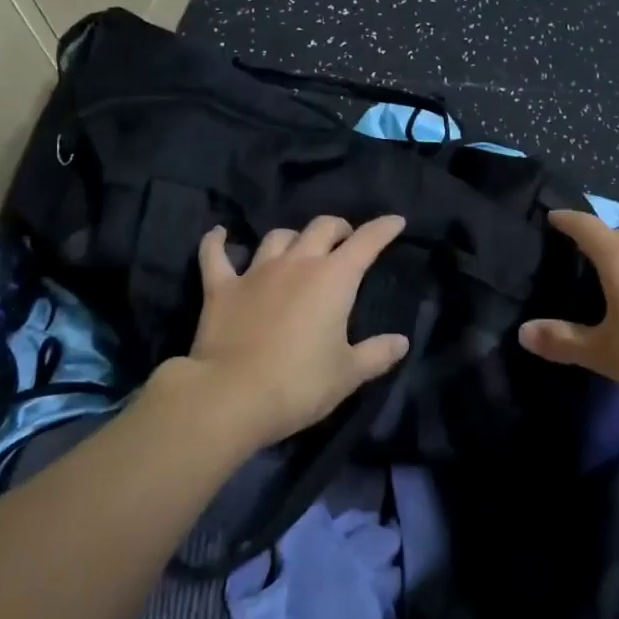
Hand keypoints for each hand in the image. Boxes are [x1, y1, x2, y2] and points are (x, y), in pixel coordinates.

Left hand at [177, 214, 411, 450]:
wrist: (231, 397)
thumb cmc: (299, 385)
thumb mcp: (348, 375)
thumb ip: (377, 354)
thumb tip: (402, 342)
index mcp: (334, 278)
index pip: (366, 242)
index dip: (383, 229)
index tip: (395, 222)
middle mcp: (297, 263)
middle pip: (322, 227)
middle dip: (339, 228)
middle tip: (345, 240)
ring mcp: (256, 272)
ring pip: (278, 237)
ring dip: (293, 238)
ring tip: (298, 248)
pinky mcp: (221, 287)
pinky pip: (216, 254)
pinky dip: (218, 241)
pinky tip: (219, 233)